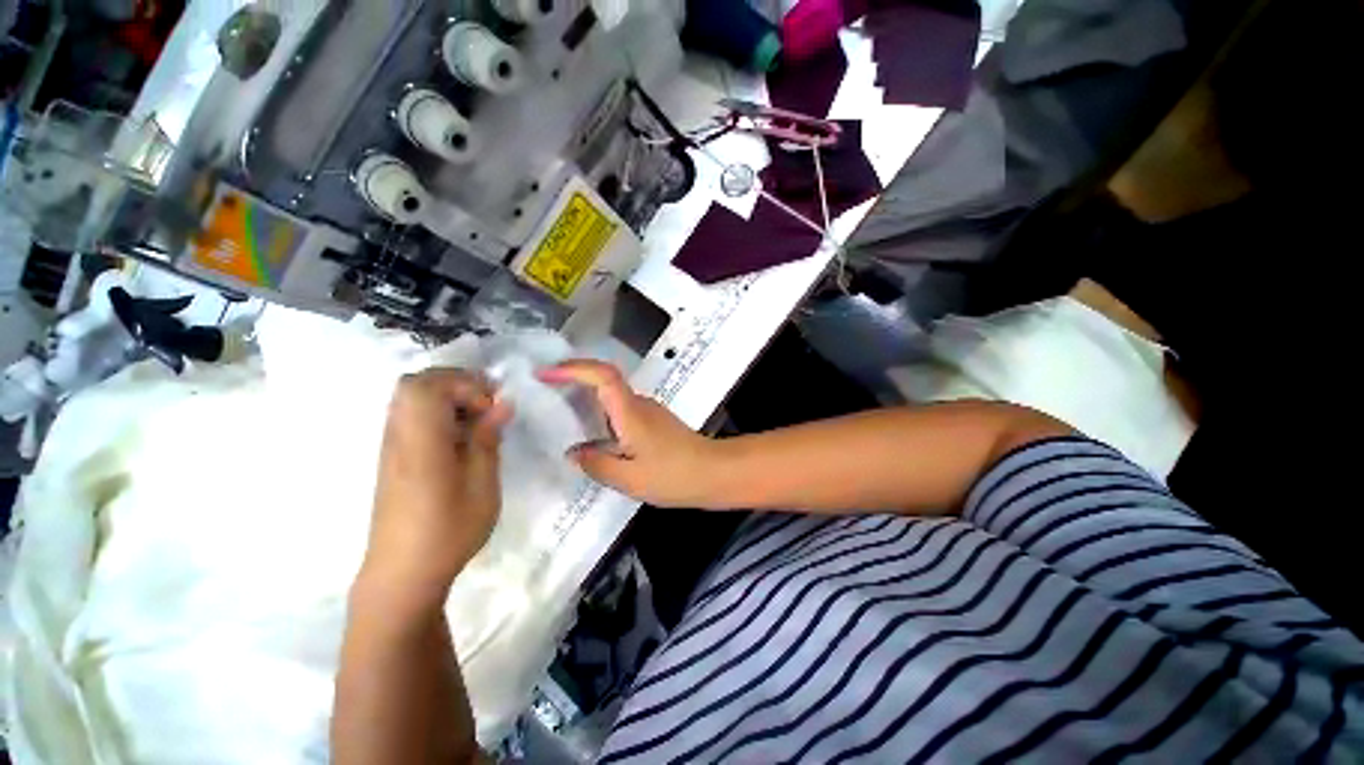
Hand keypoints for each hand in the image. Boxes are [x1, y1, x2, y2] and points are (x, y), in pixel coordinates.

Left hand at [362, 369, 510, 605]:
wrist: (404, 573)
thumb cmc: (449, 530)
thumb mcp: (482, 484)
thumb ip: (488, 438)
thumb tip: (502, 403)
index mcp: (421, 442)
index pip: (428, 386)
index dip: (464, 383)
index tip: (492, 406)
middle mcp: (399, 436)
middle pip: (415, 383)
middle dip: (456, 382)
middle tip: (487, 403)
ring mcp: (392, 446)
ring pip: (412, 398)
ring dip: (448, 397)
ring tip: (478, 419)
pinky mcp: (394, 457)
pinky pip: (412, 416)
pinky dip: (439, 413)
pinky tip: (461, 437)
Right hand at [539, 360, 720, 507]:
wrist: (713, 473)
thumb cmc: (673, 476)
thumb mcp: (629, 479)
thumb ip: (597, 464)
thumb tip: (574, 453)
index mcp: (630, 412)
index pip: (602, 376)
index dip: (573, 369)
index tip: (544, 373)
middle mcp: (638, 404)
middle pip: (604, 379)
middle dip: (573, 377)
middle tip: (542, 387)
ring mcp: (648, 411)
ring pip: (612, 394)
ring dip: (585, 394)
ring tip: (557, 410)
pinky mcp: (653, 421)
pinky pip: (619, 408)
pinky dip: (599, 411)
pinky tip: (589, 433)